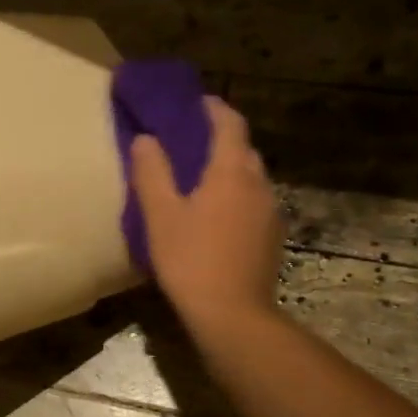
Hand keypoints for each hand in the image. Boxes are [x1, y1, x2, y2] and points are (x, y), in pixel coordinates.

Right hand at [129, 98, 280, 332]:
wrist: (232, 314)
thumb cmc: (191, 260)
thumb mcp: (161, 215)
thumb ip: (152, 172)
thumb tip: (146, 139)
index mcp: (232, 171)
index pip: (230, 123)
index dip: (213, 108)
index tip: (195, 102)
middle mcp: (259, 184)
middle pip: (243, 149)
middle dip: (220, 139)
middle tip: (190, 141)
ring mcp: (270, 212)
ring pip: (250, 178)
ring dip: (229, 170)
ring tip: (200, 179)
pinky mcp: (271, 238)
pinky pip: (253, 203)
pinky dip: (235, 196)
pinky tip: (215, 216)